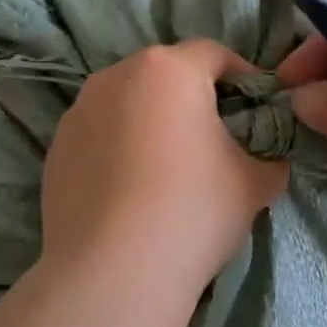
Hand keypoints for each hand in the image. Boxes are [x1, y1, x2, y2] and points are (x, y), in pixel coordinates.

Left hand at [41, 41, 288, 299]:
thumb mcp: (256, 183)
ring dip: (152, 123)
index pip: (215, 54)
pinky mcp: (55, 150)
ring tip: (168, 170)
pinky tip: (131, 193)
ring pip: (128, 104)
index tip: (257, 109)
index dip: (243, 77)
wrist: (114, 272)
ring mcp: (77, 112)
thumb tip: (269, 158)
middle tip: (215, 140)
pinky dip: (119, 150)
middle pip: (166, 75)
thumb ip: (271, 157)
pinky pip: (99, 136)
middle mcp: (116, 76)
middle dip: (193, 99)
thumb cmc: (194, 210)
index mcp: (169, 69)